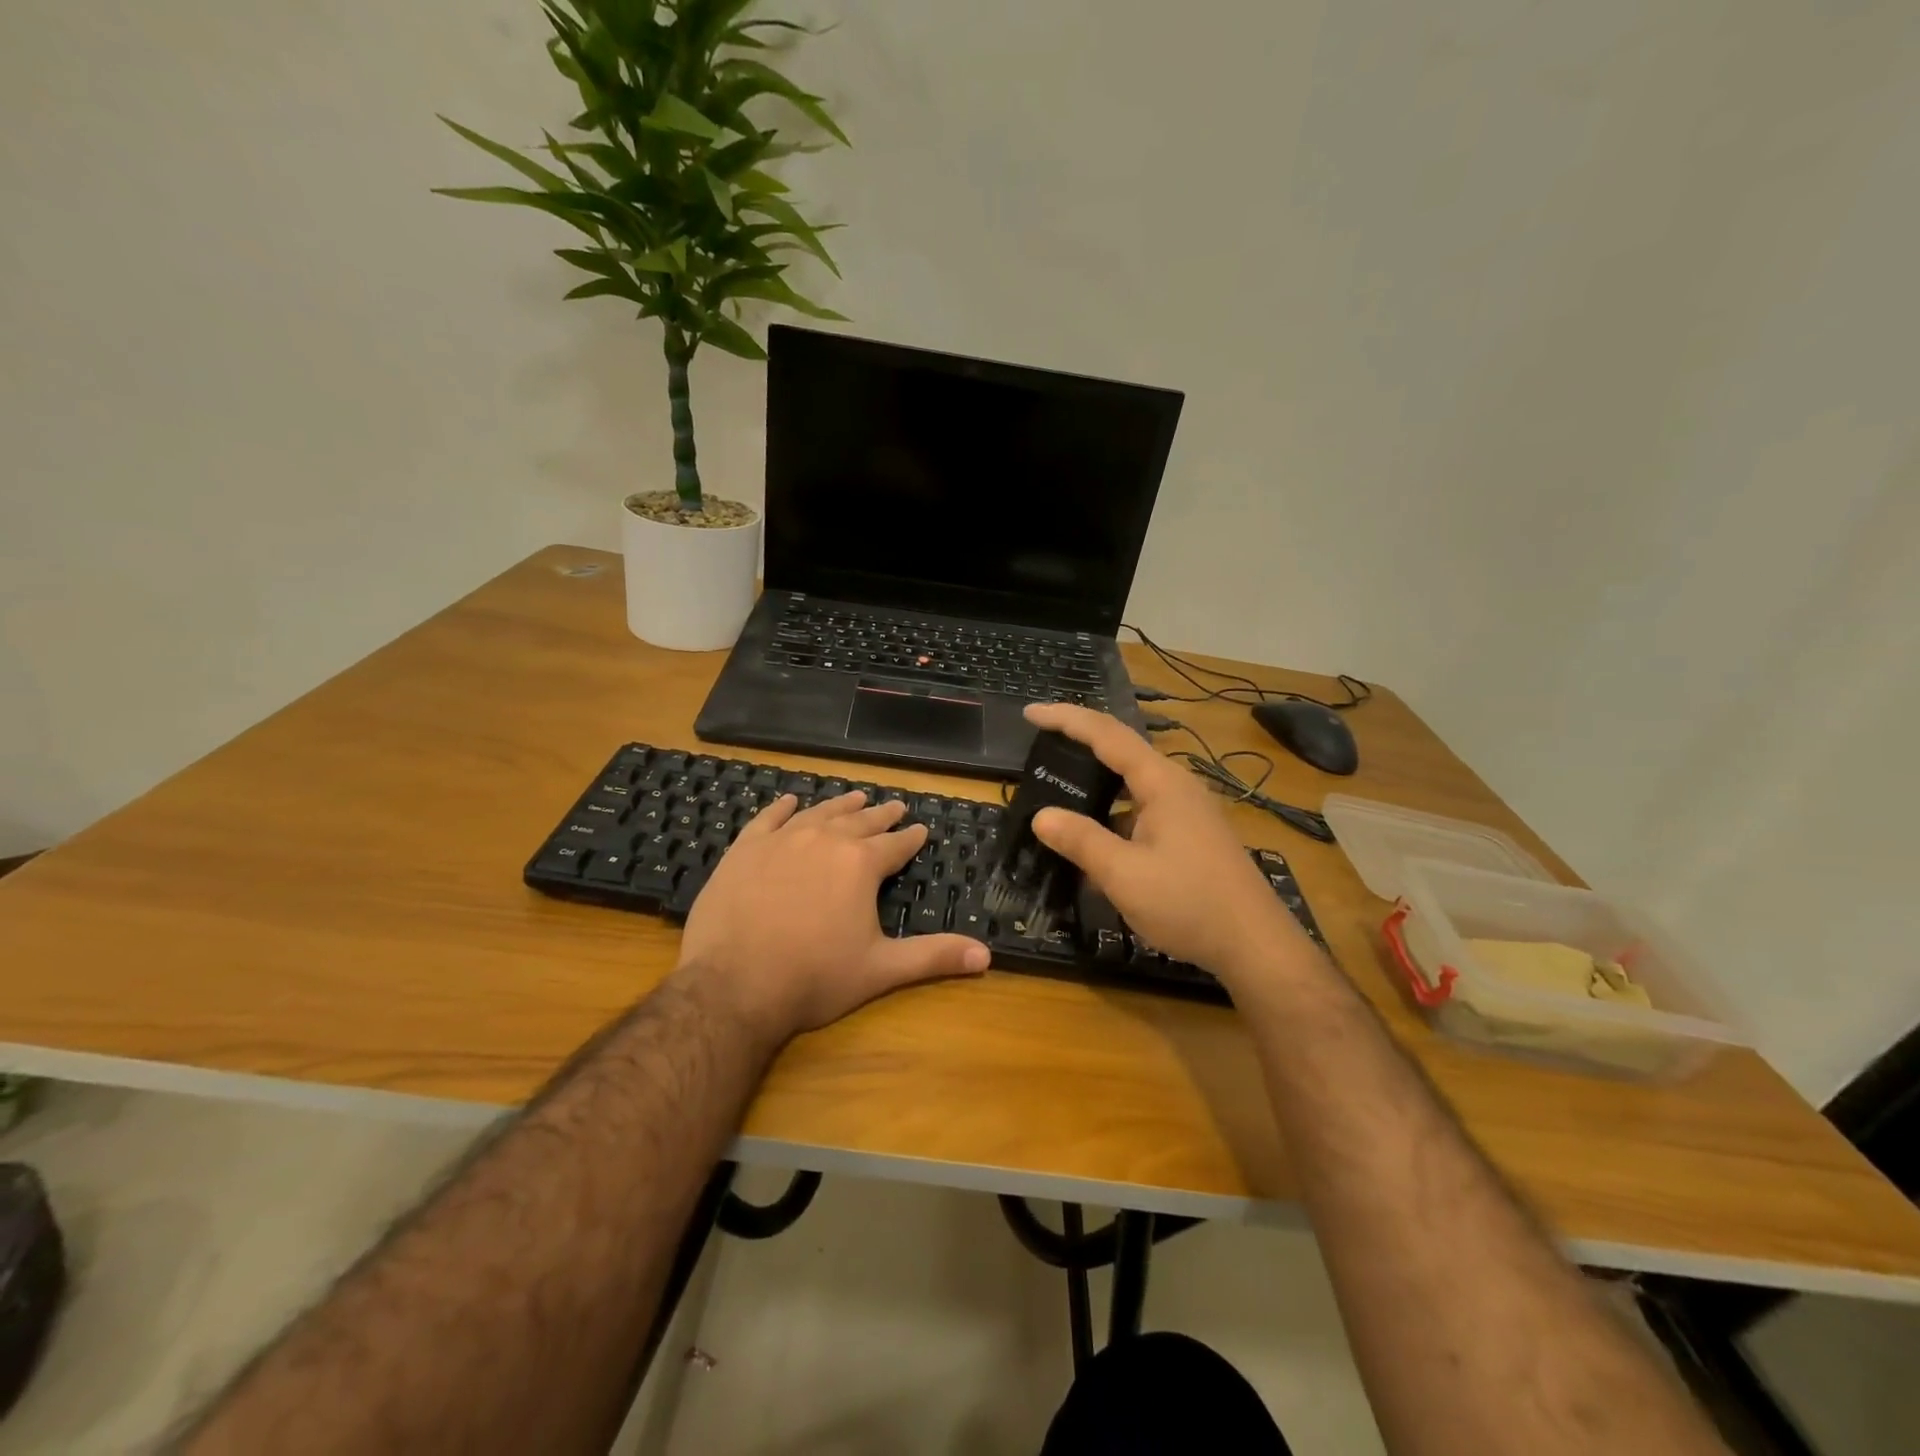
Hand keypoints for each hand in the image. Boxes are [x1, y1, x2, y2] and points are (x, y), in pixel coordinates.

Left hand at [679, 791, 988, 1041]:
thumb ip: (933, 957)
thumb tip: (987, 956)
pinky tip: (792, 800)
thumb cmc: (814, 978)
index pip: (895, 845)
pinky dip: (783, 808)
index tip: (920, 829)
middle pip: (860, 822)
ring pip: (820, 813)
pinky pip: (769, 819)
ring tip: (856, 798)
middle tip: (895, 806)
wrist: (733, 986)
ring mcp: (782, 840)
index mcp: (860, 864)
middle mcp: (825, 840)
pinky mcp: (745, 849)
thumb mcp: (881, 969)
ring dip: (841, 806)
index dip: (911, 838)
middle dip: (881, 816)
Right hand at [1023, 703, 1316, 984]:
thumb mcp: (1124, 874)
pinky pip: (1142, 807)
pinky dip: (1113, 811)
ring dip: (1096, 781)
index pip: (1106, 734)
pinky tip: (1095, 837)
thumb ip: (1081, 841)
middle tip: (1040, 745)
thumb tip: (1041, 815)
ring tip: (1059, 787)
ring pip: (1132, 783)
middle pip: (1121, 750)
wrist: (1255, 945)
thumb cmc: (1188, 903)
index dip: (1066, 719)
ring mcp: (1188, 810)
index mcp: (1161, 783)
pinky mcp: (1191, 833)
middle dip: (1080, 742)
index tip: (1030, 712)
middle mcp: (1176, 785)